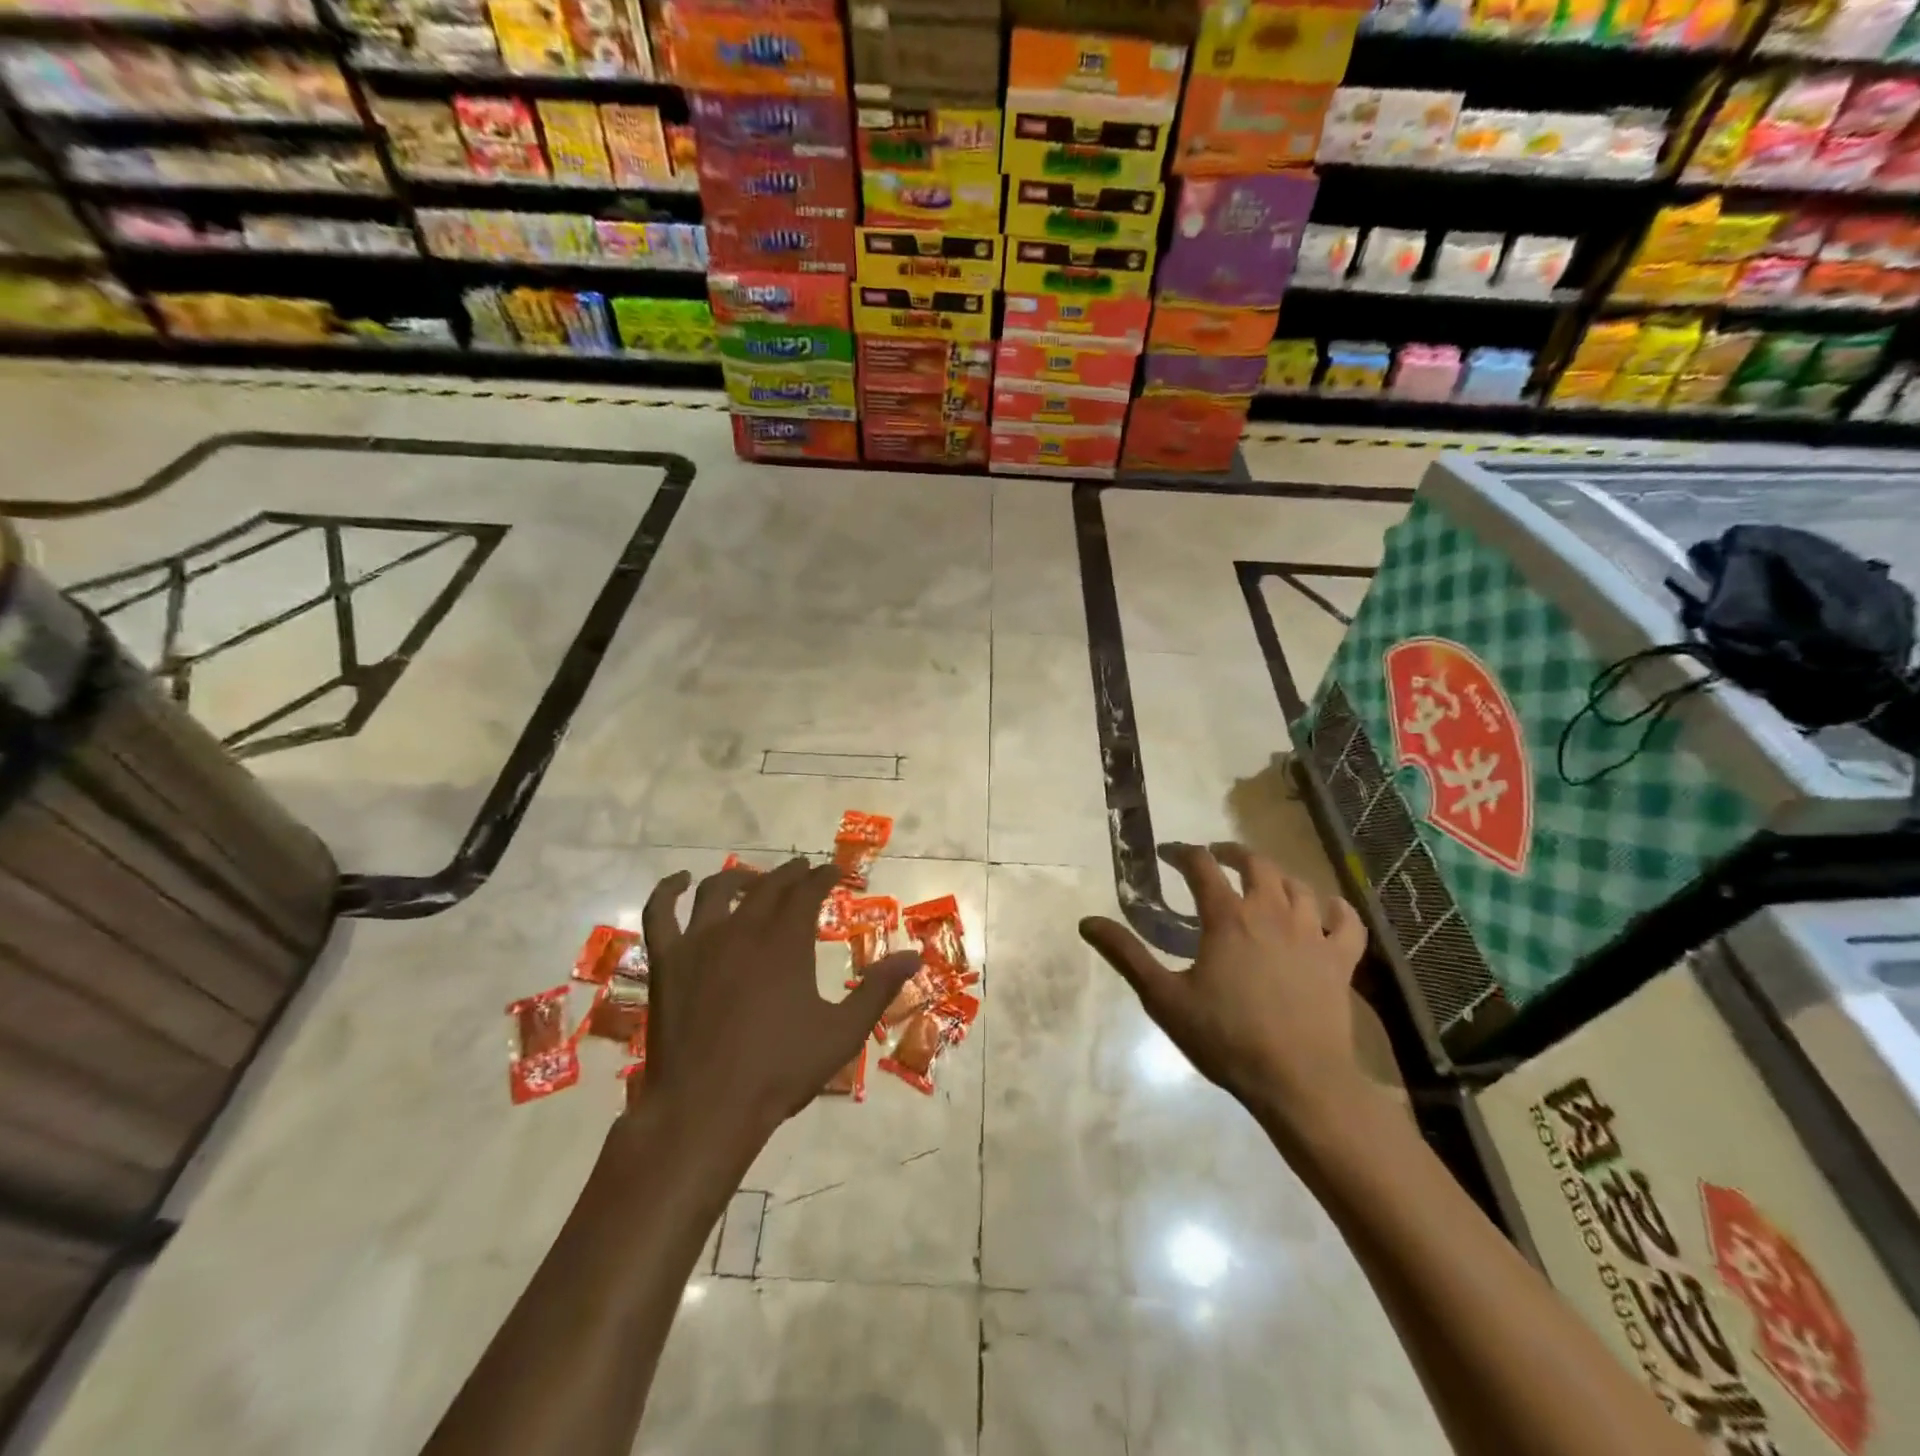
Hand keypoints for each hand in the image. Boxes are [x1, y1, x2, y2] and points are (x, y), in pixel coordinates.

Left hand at [635, 858, 920, 1149]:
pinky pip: (660, 913)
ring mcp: (699, 942)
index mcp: (785, 942)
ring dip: (740, 878)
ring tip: (754, 880)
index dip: (823, 877)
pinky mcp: (666, 962)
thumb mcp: (842, 1033)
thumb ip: (877, 990)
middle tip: (804, 872)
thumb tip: (914, 955)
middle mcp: (743, 929)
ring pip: (718, 890)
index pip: (807, 892)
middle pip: (768, 886)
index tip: (834, 872)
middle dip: (790, 874)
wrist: (706, 1109)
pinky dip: (668, 891)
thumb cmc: (779, 1071)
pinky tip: (678, 881)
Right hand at [1080, 843, 1369, 1136]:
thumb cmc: (1225, 1037)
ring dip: (1277, 875)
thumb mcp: (1163, 998)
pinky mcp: (1340, 960)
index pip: (1202, 866)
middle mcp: (1271, 913)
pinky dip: (1336, 908)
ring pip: (1298, 885)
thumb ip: (1126, 955)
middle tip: (1216, 858)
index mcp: (1228, 918)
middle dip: (1232, 853)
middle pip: (1256, 864)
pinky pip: (1347, 921)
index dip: (1182, 853)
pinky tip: (1326, 908)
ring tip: (1263, 881)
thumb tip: (1087, 922)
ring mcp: (1312, 934)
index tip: (1167, 854)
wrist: (1298, 1081)